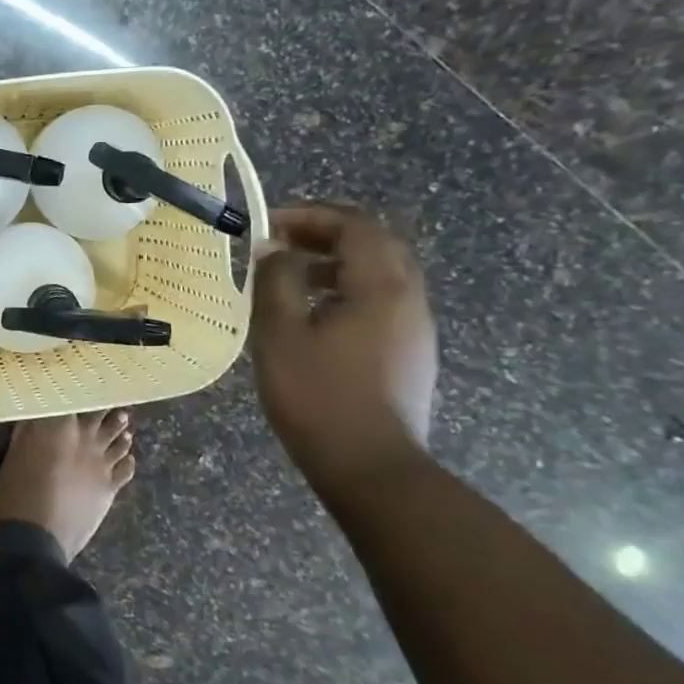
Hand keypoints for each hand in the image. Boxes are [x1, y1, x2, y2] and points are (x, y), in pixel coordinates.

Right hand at [250, 203, 437, 489]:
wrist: (371, 467)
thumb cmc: (318, 396)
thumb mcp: (280, 333)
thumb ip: (276, 281)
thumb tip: (274, 249)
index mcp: (381, 287)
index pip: (355, 226)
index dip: (311, 216)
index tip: (269, 224)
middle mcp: (409, 299)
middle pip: (376, 244)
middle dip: (326, 234)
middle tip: (281, 242)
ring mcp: (415, 329)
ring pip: (380, 274)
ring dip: (336, 263)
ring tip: (290, 277)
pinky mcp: (409, 354)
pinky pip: (381, 302)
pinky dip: (347, 290)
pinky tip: (313, 317)